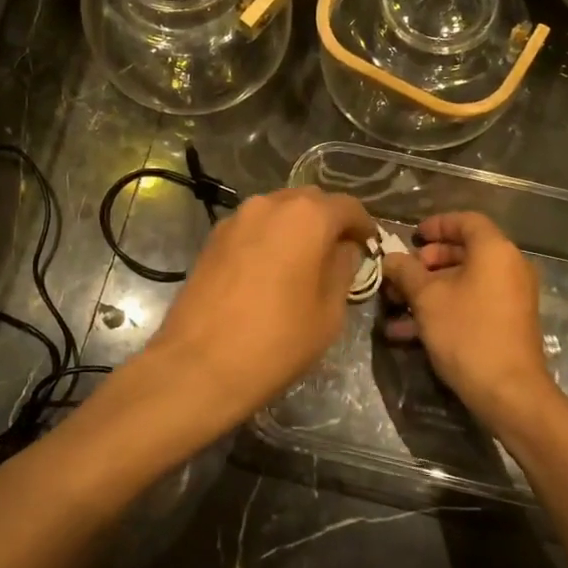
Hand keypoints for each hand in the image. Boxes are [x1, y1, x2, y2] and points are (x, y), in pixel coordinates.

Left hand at [149, 186, 376, 420]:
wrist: (198, 365)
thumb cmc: (276, 341)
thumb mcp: (329, 312)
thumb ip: (342, 270)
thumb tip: (344, 250)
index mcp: (307, 216)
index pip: (347, 206)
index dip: (363, 226)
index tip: (369, 246)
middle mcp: (270, 204)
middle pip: (310, 201)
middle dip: (328, 222)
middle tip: (339, 253)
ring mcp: (236, 219)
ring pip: (278, 212)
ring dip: (296, 228)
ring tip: (304, 262)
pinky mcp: (212, 238)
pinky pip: (253, 228)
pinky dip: (269, 239)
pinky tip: (271, 270)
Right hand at [381, 212, 561, 427]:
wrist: (508, 391)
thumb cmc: (467, 333)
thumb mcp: (427, 299)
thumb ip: (406, 272)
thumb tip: (391, 258)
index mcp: (495, 251)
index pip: (466, 221)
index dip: (437, 224)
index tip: (412, 237)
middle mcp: (509, 267)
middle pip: (464, 252)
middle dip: (427, 263)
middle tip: (401, 275)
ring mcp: (511, 297)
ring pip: (464, 281)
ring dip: (429, 290)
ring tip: (396, 306)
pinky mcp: (507, 323)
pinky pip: (472, 303)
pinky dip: (444, 308)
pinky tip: (407, 332)